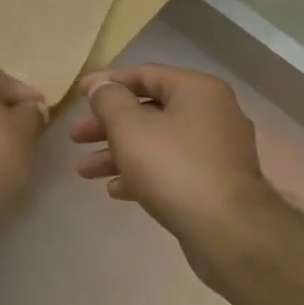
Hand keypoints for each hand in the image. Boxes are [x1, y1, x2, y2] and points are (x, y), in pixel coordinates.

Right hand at [71, 65, 279, 256]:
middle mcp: (212, 114)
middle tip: (76, 137)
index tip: (78, 95)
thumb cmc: (173, 166)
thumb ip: (109, 101)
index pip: (145, 74)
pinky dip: (142, 173)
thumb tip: (102, 88)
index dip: (107, 82)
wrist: (227, 230)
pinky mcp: (215, 182)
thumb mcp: (129, 127)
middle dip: (107, 125)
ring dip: (118, 153)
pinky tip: (116, 190)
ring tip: (84, 171)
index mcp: (197, 91)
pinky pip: (171, 168)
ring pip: (157, 142)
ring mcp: (217, 150)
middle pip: (149, 110)